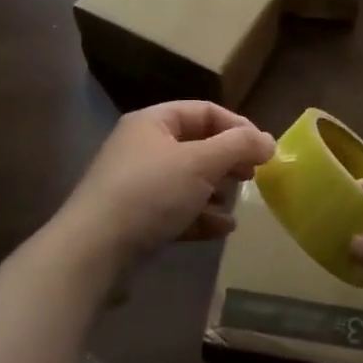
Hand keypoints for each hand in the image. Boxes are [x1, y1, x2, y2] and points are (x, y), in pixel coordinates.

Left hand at [59, 102, 274, 262]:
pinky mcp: (137, 219)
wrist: (94, 251)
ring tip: (237, 202)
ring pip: (188, 179)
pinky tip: (222, 229)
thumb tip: (268, 140)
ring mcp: (138, 185)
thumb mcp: (200, 163)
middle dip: (228, 159)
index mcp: (153, 122)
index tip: (264, 149)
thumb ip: (238, 146)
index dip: (238, 126)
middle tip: (253, 175)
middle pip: (197, 145)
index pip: (204, 111)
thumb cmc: (150, 193)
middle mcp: (143, 147)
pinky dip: (201, 216)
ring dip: (216, 189)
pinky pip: (177, 209)